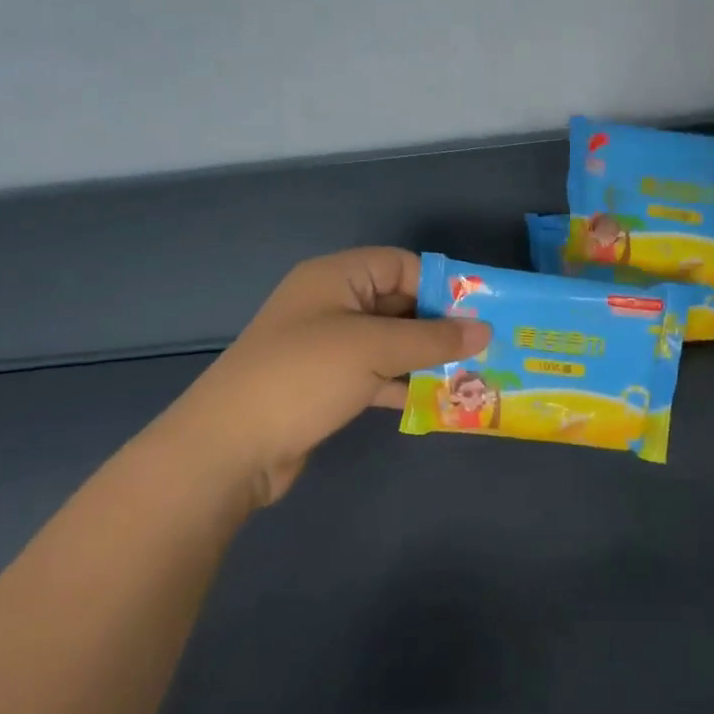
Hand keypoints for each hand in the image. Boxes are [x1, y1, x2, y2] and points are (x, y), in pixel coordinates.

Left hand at [155, 248, 488, 504]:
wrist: (227, 448)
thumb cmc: (303, 376)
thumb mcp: (373, 349)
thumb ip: (432, 338)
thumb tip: (485, 329)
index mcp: (336, 278)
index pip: (400, 265)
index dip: (441, 285)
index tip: (481, 311)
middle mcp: (331, 305)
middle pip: (398, 303)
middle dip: (439, 325)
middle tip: (486, 347)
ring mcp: (326, 347)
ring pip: (389, 342)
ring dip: (425, 358)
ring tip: (473, 375)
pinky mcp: (325, 386)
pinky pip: (375, 374)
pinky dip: (403, 384)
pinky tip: (437, 401)